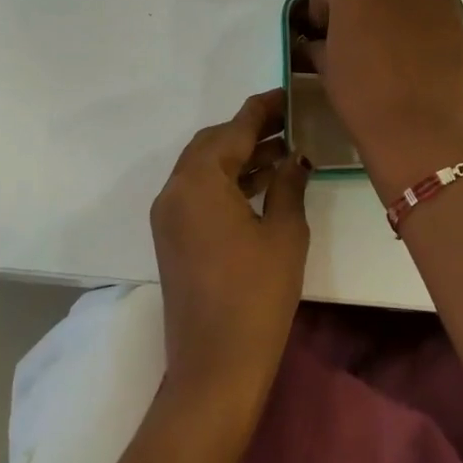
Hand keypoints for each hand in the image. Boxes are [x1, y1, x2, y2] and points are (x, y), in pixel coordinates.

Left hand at [149, 90, 309, 425]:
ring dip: (239, 156)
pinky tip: (262, 184)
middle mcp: (175, 190)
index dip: (264, 109)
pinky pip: (199, 192)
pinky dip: (227, 181)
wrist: (214, 367)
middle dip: (249, 131)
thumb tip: (294, 157)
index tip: (291, 95)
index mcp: (199, 181)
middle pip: (212, 143)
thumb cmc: (256, 296)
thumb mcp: (283, 233)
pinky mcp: (172, 238)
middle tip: (290, 124)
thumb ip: (287, 184)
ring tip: (284, 151)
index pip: (234, 129)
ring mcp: (169, 216)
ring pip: (204, 168)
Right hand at [305, 0, 462, 199]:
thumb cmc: (361, 96)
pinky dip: (424, 8)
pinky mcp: (454, 7)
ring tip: (394, 19)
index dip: (322, 6)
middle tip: (360, 19)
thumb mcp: (327, 68)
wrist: (418, 125)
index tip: (323, 29)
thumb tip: (320, 40)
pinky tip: (421, 38)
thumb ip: (320, 43)